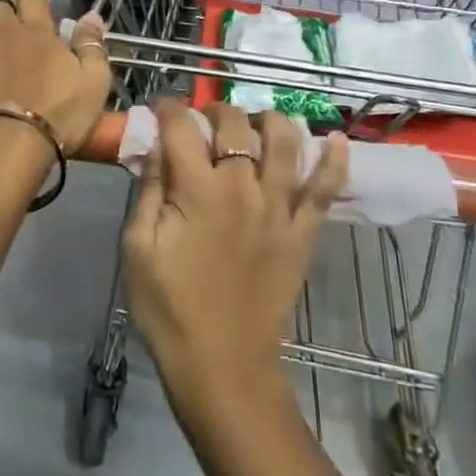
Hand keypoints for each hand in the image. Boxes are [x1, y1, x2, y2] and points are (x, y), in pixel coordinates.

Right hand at [121, 102, 347, 411]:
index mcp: (198, 190)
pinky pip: (325, 189)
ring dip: (271, 120)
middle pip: (236, 125)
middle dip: (217, 110)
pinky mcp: (303, 232)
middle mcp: (243, 187)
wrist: (223, 367)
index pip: (184, 128)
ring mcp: (279, 208)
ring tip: (257, 122)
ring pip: (286, 143)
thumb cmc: (170, 309)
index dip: (170, 108)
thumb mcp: (138, 248)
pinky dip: (335, 161)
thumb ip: (148, 190)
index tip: (161, 107)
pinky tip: (337, 139)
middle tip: (204, 119)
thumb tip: (156, 147)